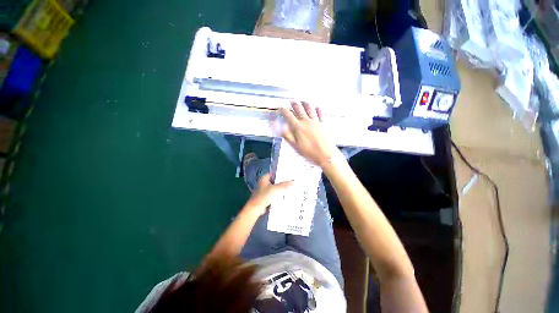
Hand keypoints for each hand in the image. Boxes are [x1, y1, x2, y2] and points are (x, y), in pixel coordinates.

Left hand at [245, 173, 292, 215]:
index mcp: (264, 178)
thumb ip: (285, 185)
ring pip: (274, 188)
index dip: (281, 174)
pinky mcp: (265, 197)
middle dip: (282, 182)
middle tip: (291, 182)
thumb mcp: (276, 189)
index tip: (288, 175)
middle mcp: (264, 183)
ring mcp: (264, 191)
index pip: (274, 174)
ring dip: (280, 189)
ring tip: (289, 189)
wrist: (256, 208)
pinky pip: (273, 194)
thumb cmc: (265, 196)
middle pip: (275, 181)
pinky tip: (284, 196)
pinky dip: (278, 195)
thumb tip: (293, 181)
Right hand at [280, 101, 337, 166]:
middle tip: (291, 102)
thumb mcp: (295, 146)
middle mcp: (306, 121)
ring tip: (302, 101)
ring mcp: (316, 121)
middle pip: (299, 108)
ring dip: (305, 103)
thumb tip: (280, 127)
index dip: (283, 110)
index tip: (281, 108)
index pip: (289, 115)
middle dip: (294, 104)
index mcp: (298, 127)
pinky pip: (320, 112)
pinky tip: (316, 107)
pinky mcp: (323, 123)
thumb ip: (287, 135)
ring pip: (309, 108)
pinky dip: (317, 108)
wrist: (325, 154)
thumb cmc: (309, 152)